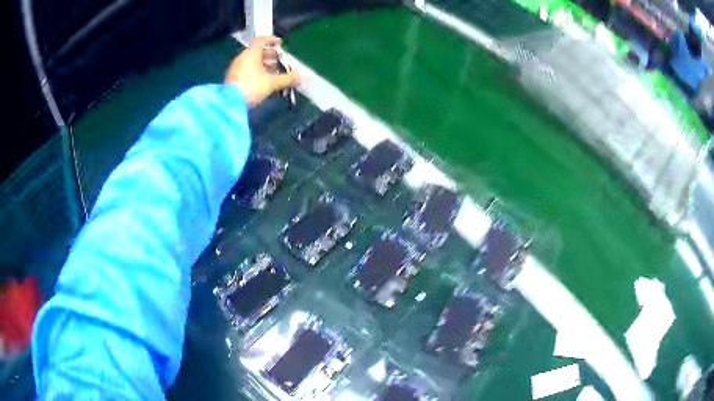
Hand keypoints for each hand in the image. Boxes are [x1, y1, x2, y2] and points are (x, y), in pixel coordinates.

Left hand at [225, 36, 299, 106]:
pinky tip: (264, 81)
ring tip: (274, 72)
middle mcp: (242, 58)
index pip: (261, 40)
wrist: (230, 104)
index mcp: (251, 53)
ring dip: (263, 65)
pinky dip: (256, 72)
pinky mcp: (233, 79)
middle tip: (280, 60)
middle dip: (270, 55)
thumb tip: (301, 76)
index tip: (280, 43)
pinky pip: (247, 70)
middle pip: (257, 52)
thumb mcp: (272, 83)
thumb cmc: (252, 86)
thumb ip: (287, 78)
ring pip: (252, 62)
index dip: (271, 40)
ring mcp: (236, 68)